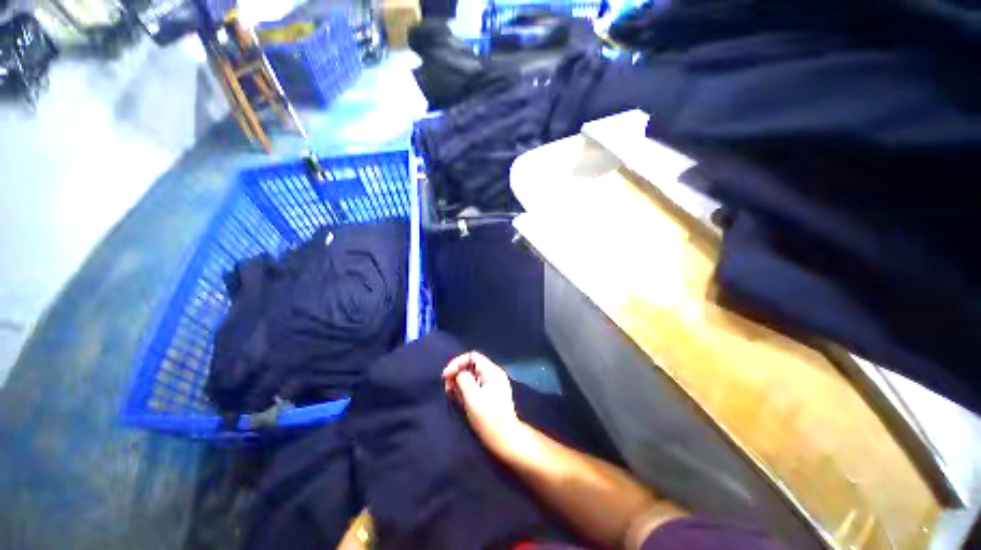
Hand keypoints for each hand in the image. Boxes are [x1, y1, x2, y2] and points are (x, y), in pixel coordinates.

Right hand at [442, 351, 521, 451]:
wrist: (506, 440)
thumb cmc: (489, 419)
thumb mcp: (472, 398)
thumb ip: (463, 380)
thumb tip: (458, 374)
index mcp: (492, 371)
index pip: (472, 356)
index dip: (457, 363)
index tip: (445, 376)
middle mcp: (493, 374)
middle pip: (472, 365)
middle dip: (457, 373)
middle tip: (447, 387)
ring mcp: (493, 385)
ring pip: (472, 376)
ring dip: (460, 382)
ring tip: (451, 394)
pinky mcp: (490, 395)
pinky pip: (476, 385)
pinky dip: (466, 389)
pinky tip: (459, 399)